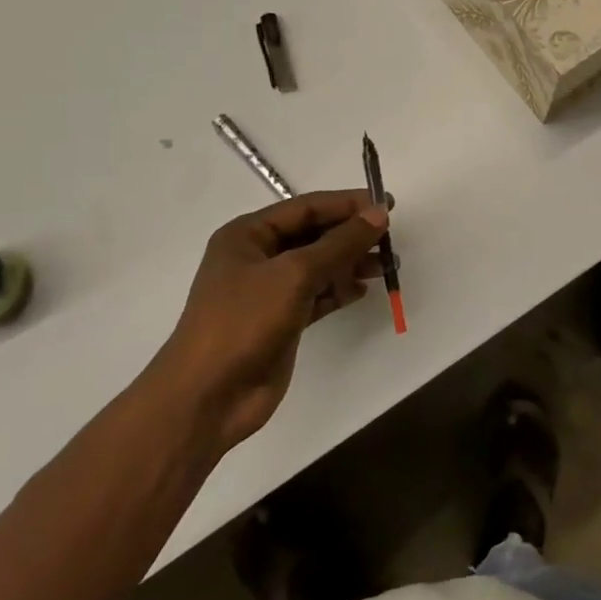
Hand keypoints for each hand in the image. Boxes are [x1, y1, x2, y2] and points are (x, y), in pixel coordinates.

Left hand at [157, 190, 390, 450]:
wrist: (209, 396)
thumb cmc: (243, 322)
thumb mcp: (295, 274)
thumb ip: (340, 243)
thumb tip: (379, 213)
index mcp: (247, 235)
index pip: (306, 208)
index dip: (347, 204)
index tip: (388, 206)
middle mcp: (257, 257)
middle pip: (315, 235)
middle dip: (352, 236)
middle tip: (392, 239)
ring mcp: (269, 291)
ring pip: (320, 266)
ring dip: (352, 264)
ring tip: (388, 266)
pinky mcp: (282, 320)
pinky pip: (318, 295)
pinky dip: (340, 291)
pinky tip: (363, 290)